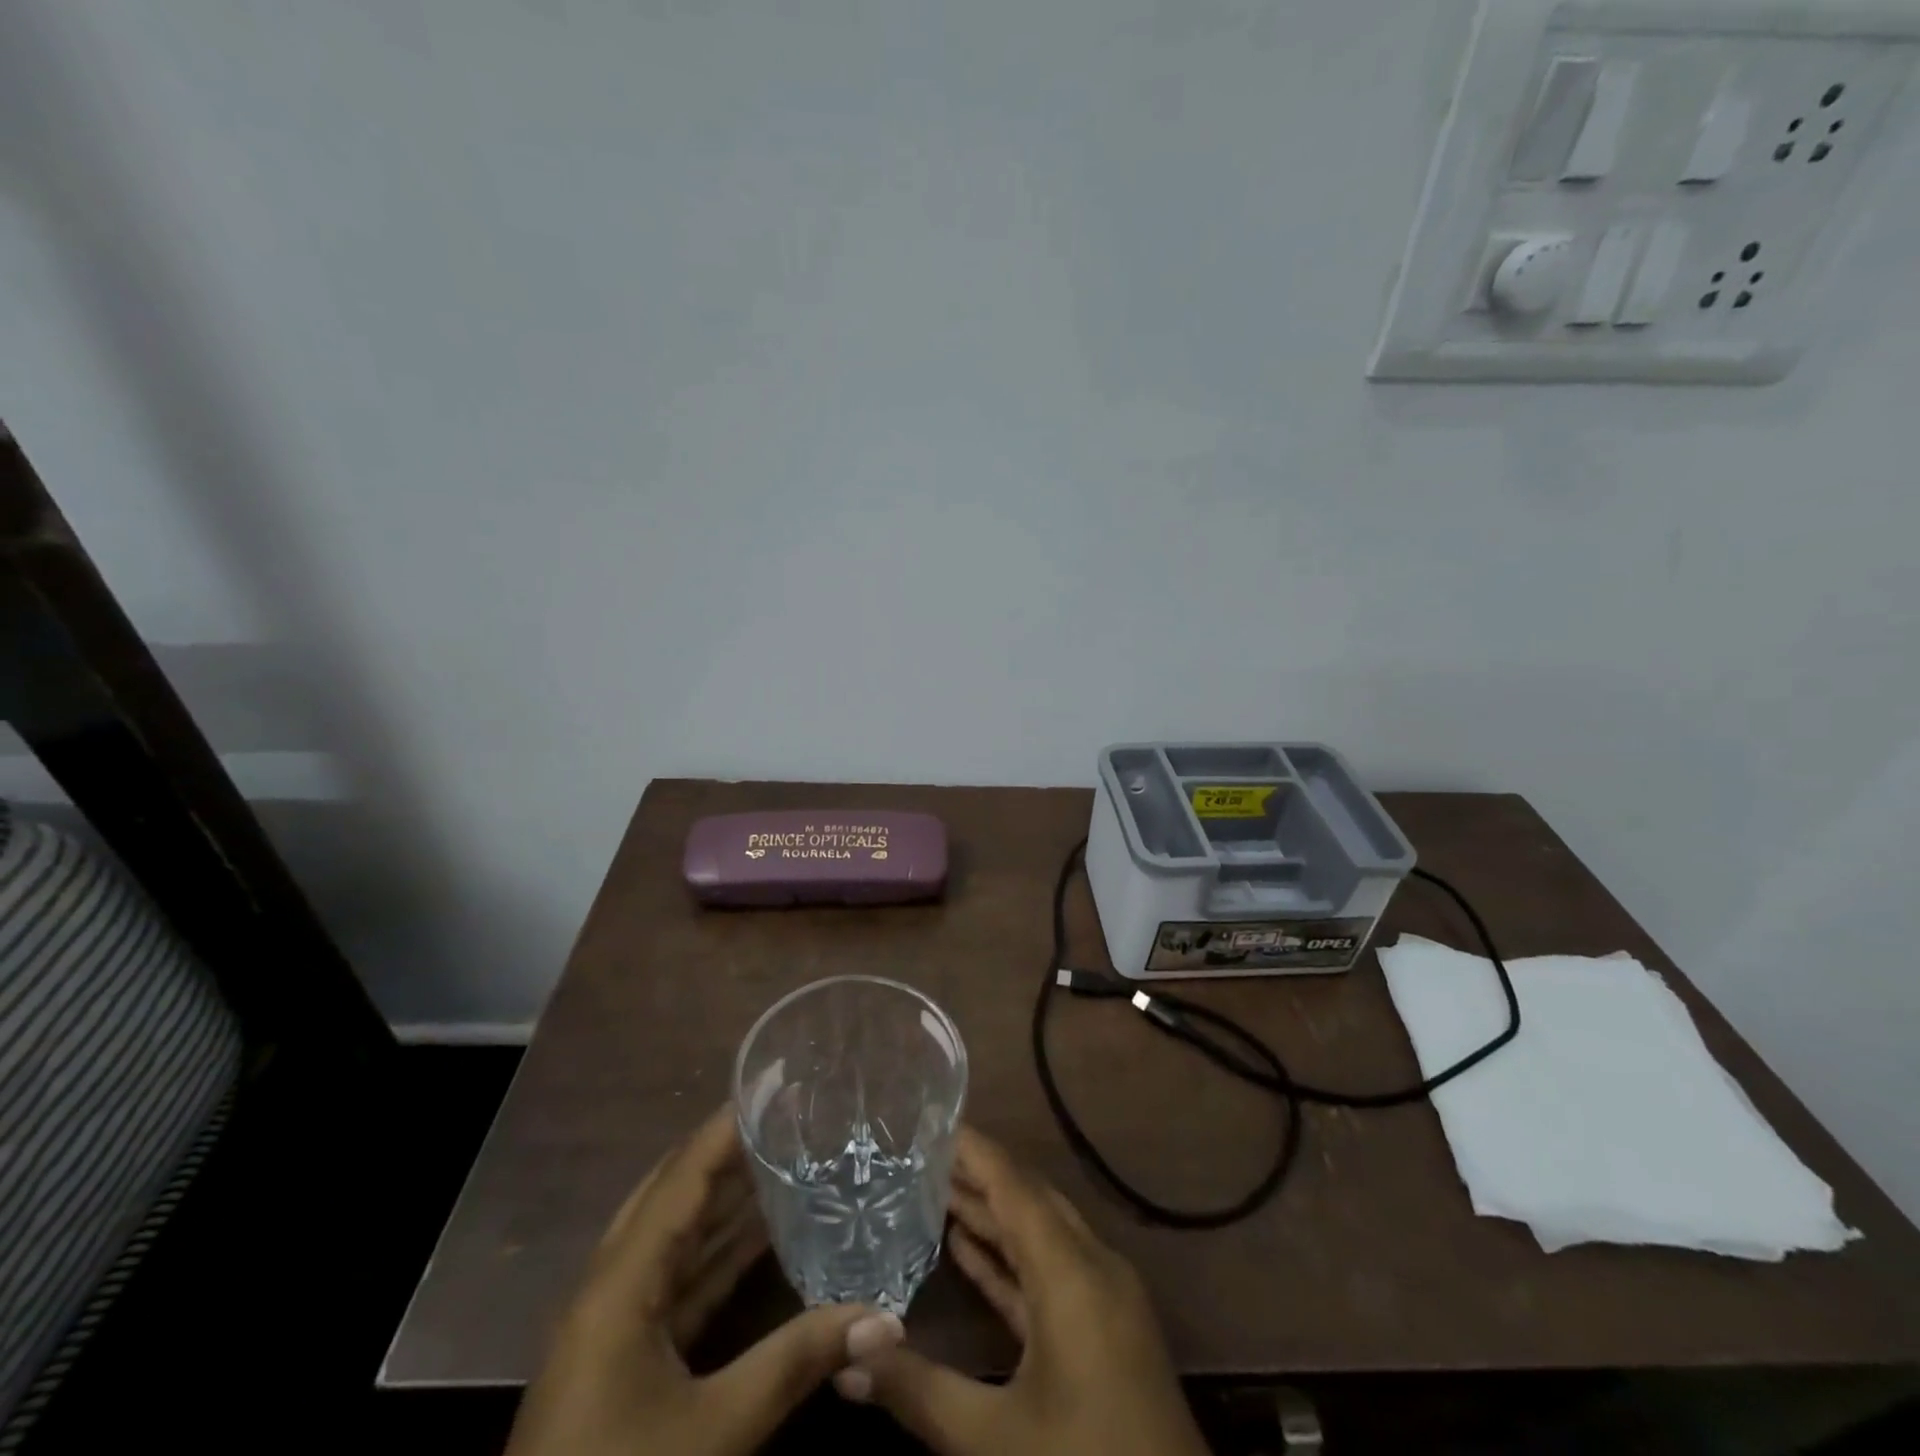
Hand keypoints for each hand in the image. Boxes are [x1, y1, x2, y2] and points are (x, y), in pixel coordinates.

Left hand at [507, 1104, 904, 1455]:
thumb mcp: (715, 1430)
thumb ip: (798, 1362)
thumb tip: (887, 1319)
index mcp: (618, 1283)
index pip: (682, 1177)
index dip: (727, 1127)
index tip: (773, 1083)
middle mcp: (610, 1287)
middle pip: (674, 1196)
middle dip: (729, 1154)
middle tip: (787, 1117)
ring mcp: (611, 1325)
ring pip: (675, 1239)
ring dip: (726, 1203)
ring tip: (786, 1160)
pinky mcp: (620, 1359)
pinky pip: (675, 1282)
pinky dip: (717, 1256)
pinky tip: (761, 1240)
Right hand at [838, 1127, 1208, 1455]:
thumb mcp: (995, 1439)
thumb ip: (919, 1391)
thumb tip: (847, 1355)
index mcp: (1072, 1271)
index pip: (1013, 1185)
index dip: (973, 1150)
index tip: (931, 1123)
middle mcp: (1092, 1265)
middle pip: (1028, 1199)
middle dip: (976, 1174)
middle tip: (919, 1154)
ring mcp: (1103, 1297)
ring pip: (1039, 1234)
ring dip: (990, 1213)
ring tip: (933, 1190)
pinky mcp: (1105, 1327)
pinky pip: (1049, 1271)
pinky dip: (1009, 1257)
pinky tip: (967, 1248)